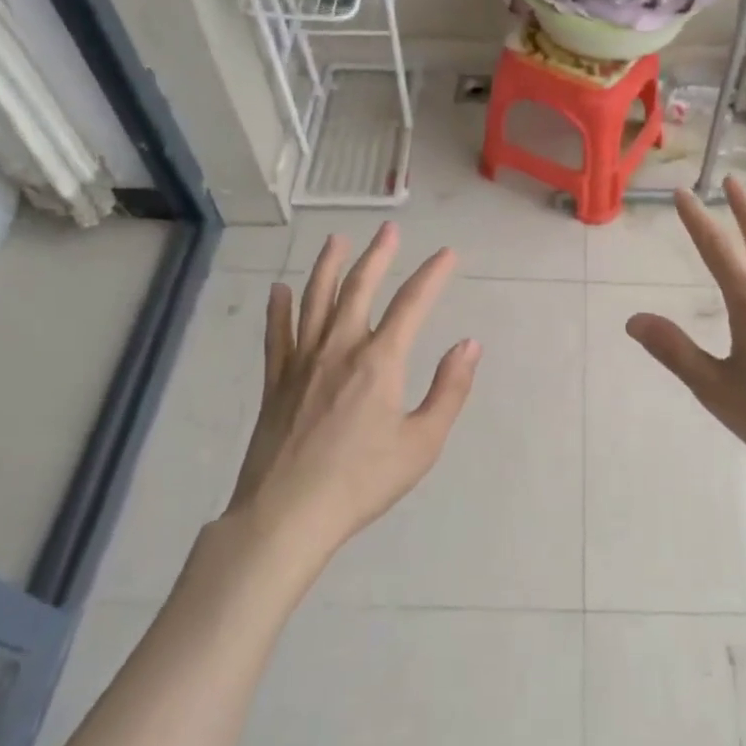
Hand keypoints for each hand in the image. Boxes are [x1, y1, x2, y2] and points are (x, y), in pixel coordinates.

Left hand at [228, 224, 480, 565]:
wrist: (287, 515)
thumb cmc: (362, 481)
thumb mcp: (422, 442)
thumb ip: (449, 389)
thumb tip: (468, 344)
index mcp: (380, 361)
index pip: (412, 303)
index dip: (433, 274)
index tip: (448, 254)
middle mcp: (340, 348)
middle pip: (359, 287)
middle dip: (378, 255)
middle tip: (389, 230)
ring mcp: (302, 361)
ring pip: (315, 300)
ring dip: (328, 266)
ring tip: (336, 240)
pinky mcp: (276, 381)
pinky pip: (277, 333)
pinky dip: (279, 308)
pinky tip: (279, 290)